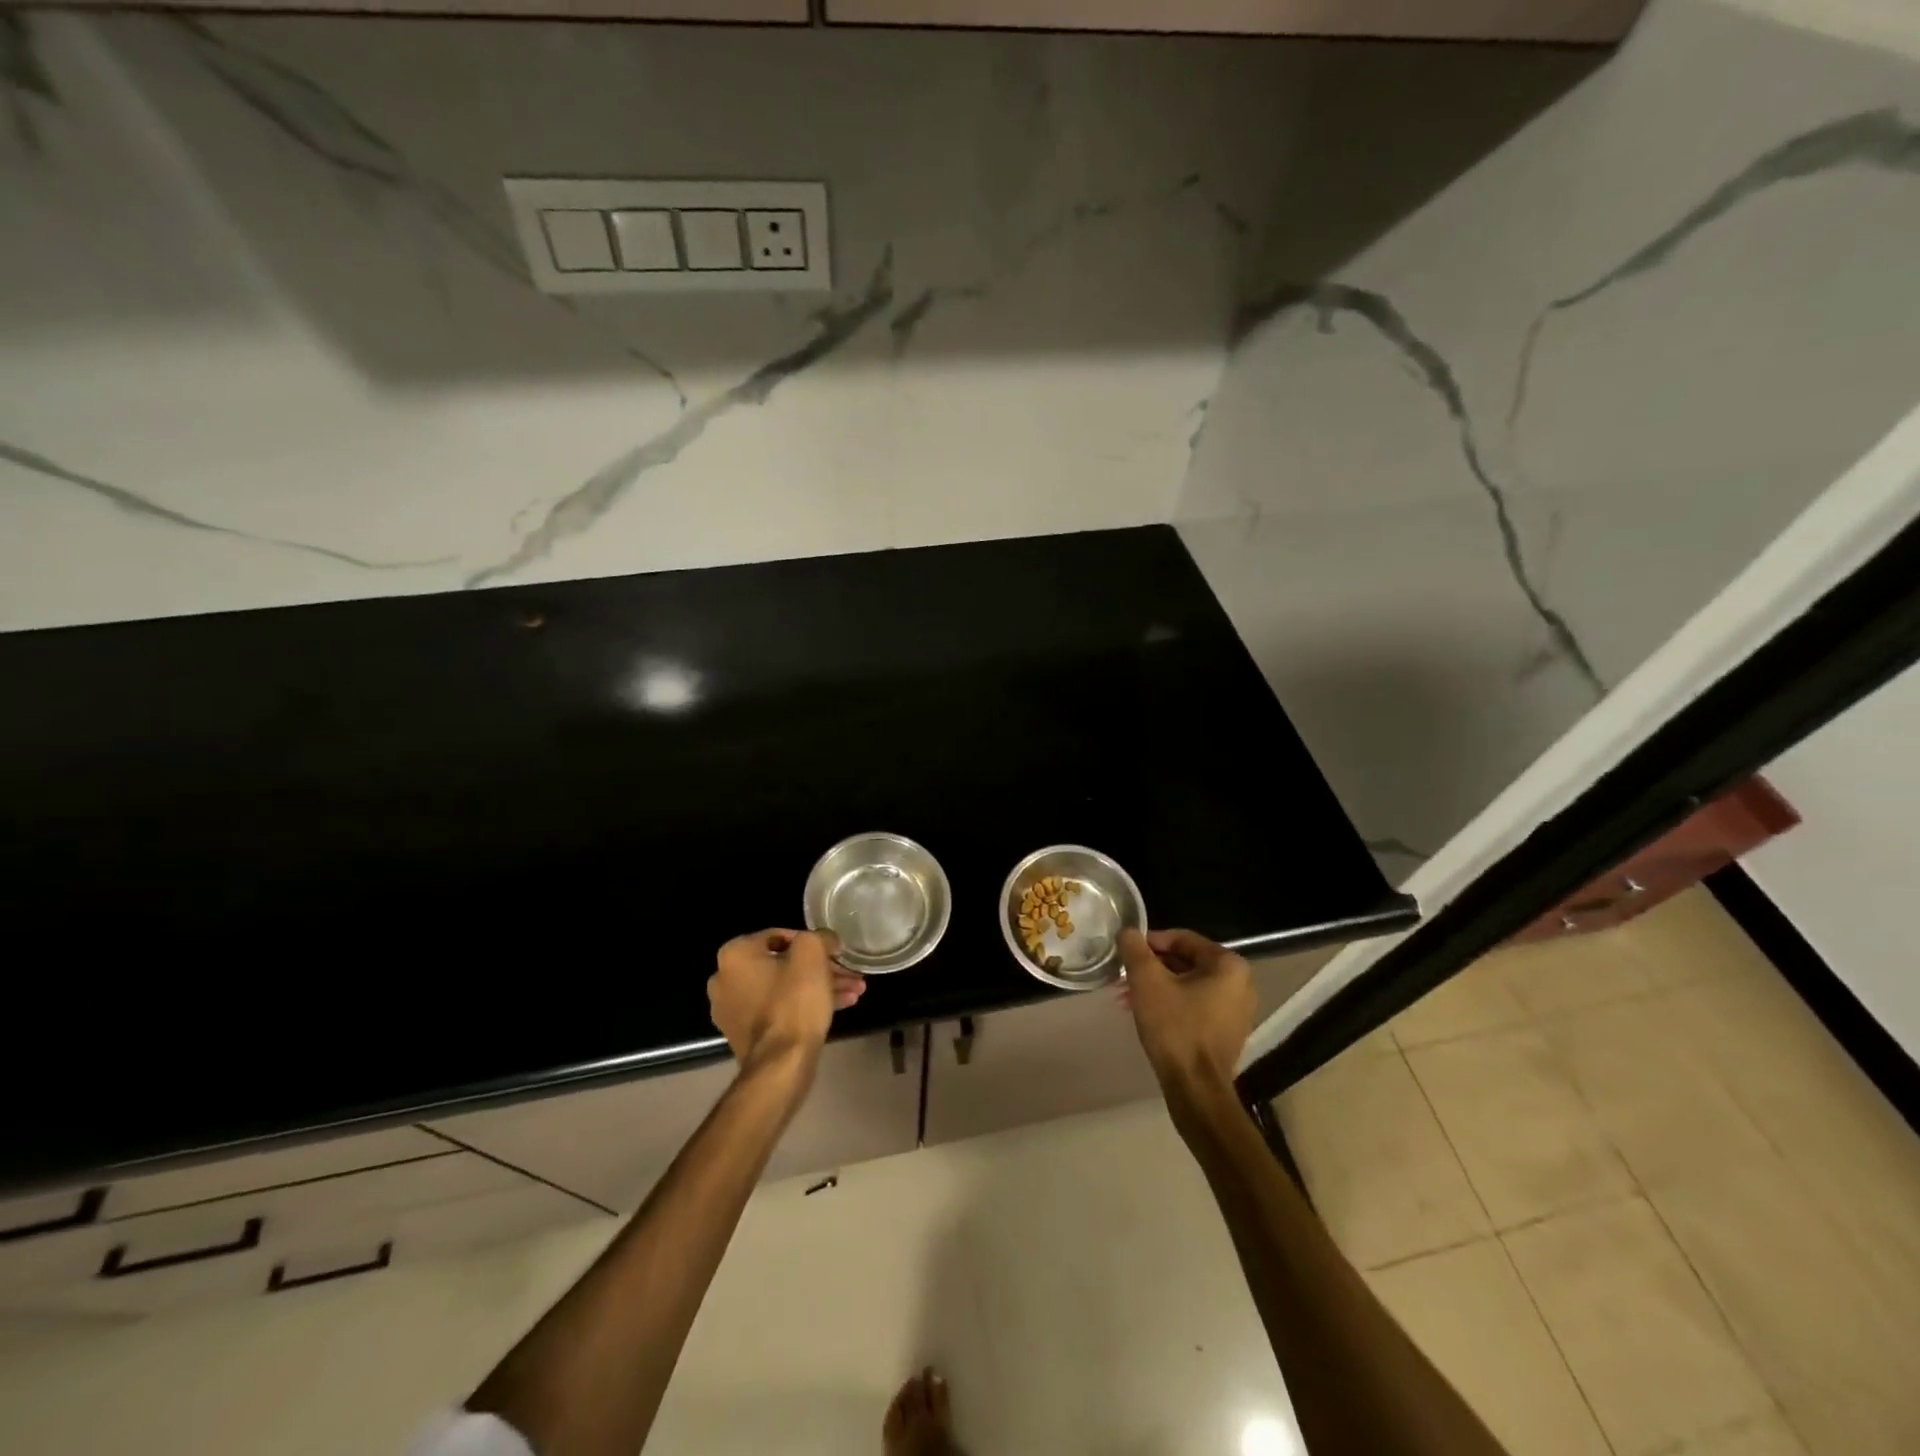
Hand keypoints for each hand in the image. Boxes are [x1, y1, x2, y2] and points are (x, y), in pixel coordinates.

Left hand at [708, 929, 865, 1077]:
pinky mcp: (744, 1035)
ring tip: (853, 992)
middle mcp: (725, 979)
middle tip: (849, 975)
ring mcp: (732, 1010)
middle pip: (783, 965)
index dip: (814, 942)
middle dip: (821, 969)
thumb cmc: (794, 1001)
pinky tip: (838, 1008)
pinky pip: (778, 1010)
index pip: (781, 936)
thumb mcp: (812, 954)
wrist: (780, 1065)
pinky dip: (804, 1006)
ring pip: (784, 988)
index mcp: (735, 954)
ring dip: (818, 987)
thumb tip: (826, 940)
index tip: (836, 953)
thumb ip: (819, 937)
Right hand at [1119, 928, 1256, 1096]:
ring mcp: (1237, 1010)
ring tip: (1128, 998)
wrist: (1196, 1088)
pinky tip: (1146, 1014)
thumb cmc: (1175, 1027)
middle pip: (1186, 962)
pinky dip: (1172, 1004)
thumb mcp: (1147, 981)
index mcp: (1228, 964)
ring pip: (1188, 985)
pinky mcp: (1228, 1032)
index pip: (1182, 939)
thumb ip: (1135, 949)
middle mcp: (1240, 983)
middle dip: (1152, 968)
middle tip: (1124, 977)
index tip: (1127, 953)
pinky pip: (1196, 1005)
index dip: (1150, 942)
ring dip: (1157, 987)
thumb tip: (1128, 931)